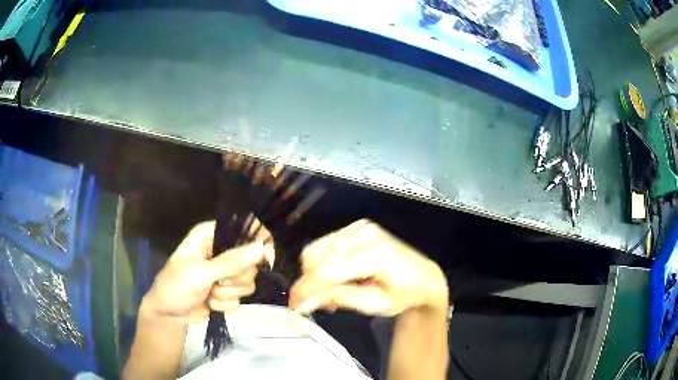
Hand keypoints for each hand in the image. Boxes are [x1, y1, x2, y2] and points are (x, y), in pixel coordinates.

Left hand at [141, 220, 273, 323]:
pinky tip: (210, 302)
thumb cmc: (176, 286)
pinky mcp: (227, 291)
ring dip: (228, 293)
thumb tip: (262, 247)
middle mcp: (221, 251)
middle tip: (217, 281)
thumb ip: (231, 262)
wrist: (168, 314)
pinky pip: (241, 298)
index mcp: (211, 236)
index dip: (259, 242)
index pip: (245, 230)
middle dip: (235, 277)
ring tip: (209, 293)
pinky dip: (225, 303)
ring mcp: (225, 273)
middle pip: (251, 261)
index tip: (266, 260)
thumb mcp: (200, 273)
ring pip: (248, 282)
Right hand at [289, 219, 447, 315]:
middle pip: (315, 258)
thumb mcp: (375, 304)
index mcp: (375, 254)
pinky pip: (325, 245)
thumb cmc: (404, 294)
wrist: (422, 277)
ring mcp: (360, 227)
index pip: (327, 271)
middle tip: (320, 303)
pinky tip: (337, 277)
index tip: (295, 306)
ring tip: (333, 291)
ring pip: (315, 250)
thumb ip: (338, 299)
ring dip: (315, 274)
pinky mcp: (356, 227)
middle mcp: (365, 234)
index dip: (306, 290)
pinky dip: (323, 263)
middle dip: (310, 283)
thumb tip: (305, 302)